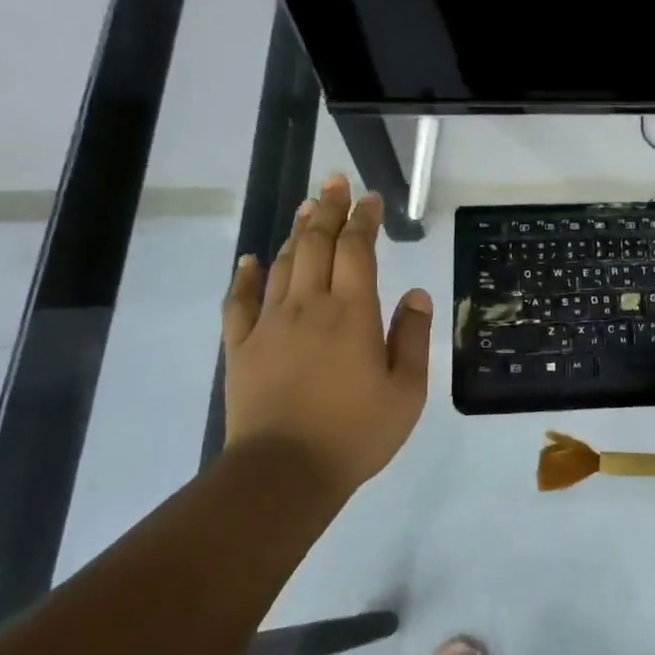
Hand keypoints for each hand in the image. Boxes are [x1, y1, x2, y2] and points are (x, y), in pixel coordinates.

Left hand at [220, 174, 432, 501]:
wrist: (283, 473)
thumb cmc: (355, 432)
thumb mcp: (406, 390)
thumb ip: (412, 337)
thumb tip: (416, 294)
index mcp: (352, 313)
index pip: (357, 250)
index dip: (363, 220)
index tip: (370, 198)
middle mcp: (309, 306)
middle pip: (316, 244)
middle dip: (328, 209)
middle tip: (334, 182)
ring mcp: (269, 325)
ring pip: (283, 265)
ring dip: (296, 232)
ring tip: (305, 207)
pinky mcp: (241, 348)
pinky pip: (239, 302)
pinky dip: (246, 276)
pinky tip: (250, 260)